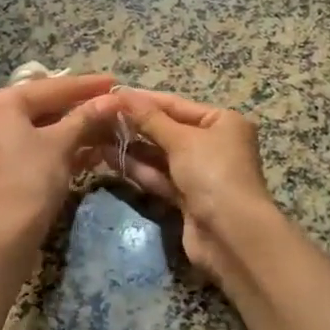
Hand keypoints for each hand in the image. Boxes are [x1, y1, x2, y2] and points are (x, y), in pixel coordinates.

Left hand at [0, 73, 115, 267]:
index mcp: (1, 103)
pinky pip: (35, 146)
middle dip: (81, 108)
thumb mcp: (61, 145)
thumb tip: (113, 99)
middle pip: (45, 105)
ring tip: (108, 127)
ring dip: (74, 129)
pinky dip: (59, 147)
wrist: (4, 237)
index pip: (51, 87)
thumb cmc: (30, 180)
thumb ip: (86, 117)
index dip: (87, 85)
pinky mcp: (2, 166)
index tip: (115, 81)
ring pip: (42, 128)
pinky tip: (89, 151)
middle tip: (113, 104)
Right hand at [96, 90, 272, 278]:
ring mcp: (200, 173)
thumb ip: (149, 118)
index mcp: (222, 122)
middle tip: (99, 115)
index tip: (112, 94)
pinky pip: (159, 177)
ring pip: (161, 155)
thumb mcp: (181, 140)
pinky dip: (138, 168)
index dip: (143, 99)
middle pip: (168, 129)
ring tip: (97, 135)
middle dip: (135, 124)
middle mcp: (214, 144)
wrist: (232, 235)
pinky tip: (109, 158)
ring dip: (132, 146)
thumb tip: (122, 94)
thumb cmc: (213, 173)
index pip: (176, 104)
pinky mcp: (187, 198)